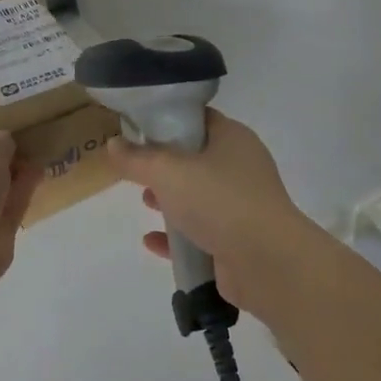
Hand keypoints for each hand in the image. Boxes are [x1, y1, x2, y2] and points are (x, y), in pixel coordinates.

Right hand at [106, 110, 310, 314]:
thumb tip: (113, 144)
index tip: (136, 129)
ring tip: (144, 202)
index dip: (167, 119)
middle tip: (136, 169)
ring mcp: (242, 205)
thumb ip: (137, 158)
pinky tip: (152, 241)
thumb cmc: (219, 201)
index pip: (198, 118)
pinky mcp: (237, 239)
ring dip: (171, 200)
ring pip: (199, 196)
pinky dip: (177, 235)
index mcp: (233, 138)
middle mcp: (241, 167)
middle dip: (164, 165)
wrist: (266, 262)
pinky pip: (200, 233)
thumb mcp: (168, 172)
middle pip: (196, 158)